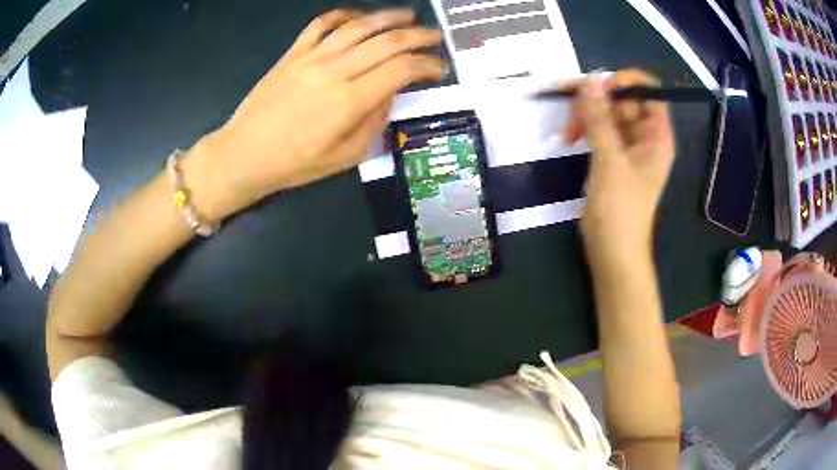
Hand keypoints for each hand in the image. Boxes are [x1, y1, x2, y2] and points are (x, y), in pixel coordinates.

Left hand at [189, 9, 443, 217]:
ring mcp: (311, 58)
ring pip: (358, 26)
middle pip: (386, 42)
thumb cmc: (294, 164)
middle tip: (434, 36)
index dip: (427, 65)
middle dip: (418, 37)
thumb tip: (391, 92)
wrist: (243, 154)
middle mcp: (334, 71)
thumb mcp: (345, 157)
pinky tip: (358, 17)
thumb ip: (375, 121)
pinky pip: (321, 24)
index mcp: (349, 101)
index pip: (401, 70)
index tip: (439, 68)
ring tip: (409, 16)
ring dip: (388, 17)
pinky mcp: (292, 53)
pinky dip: (343, 15)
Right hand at [564, 70, 674, 271]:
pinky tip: (570, 138)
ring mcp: (628, 147)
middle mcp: (645, 138)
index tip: (601, 86)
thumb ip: (600, 119)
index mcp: (657, 137)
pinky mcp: (611, 157)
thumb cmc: (620, 210)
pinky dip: (585, 129)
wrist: (612, 251)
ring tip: (569, 132)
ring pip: (608, 114)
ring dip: (587, 115)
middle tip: (573, 108)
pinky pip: (599, 130)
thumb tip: (589, 80)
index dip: (627, 82)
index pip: (650, 93)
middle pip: (624, 100)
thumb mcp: (610, 161)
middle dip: (598, 100)